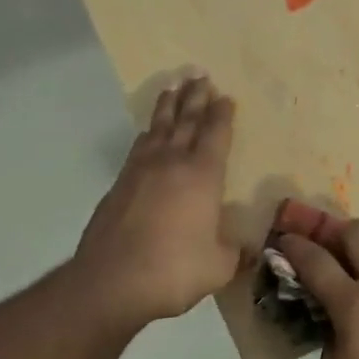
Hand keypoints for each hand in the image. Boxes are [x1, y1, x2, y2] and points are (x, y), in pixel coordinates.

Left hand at [73, 74, 239, 327]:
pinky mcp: (119, 185)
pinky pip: (139, 147)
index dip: (222, 114)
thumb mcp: (219, 266)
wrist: (111, 282)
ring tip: (174, 88)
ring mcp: (141, 171)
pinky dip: (148, 132)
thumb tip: (247, 250)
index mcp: (202, 175)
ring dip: (168, 107)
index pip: (215, 134)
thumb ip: (235, 253)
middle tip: (200, 76)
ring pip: (159, 128)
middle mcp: (171, 163)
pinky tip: (149, 132)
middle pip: (186, 120)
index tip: (226, 97)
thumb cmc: (174, 270)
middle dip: (196, 98)